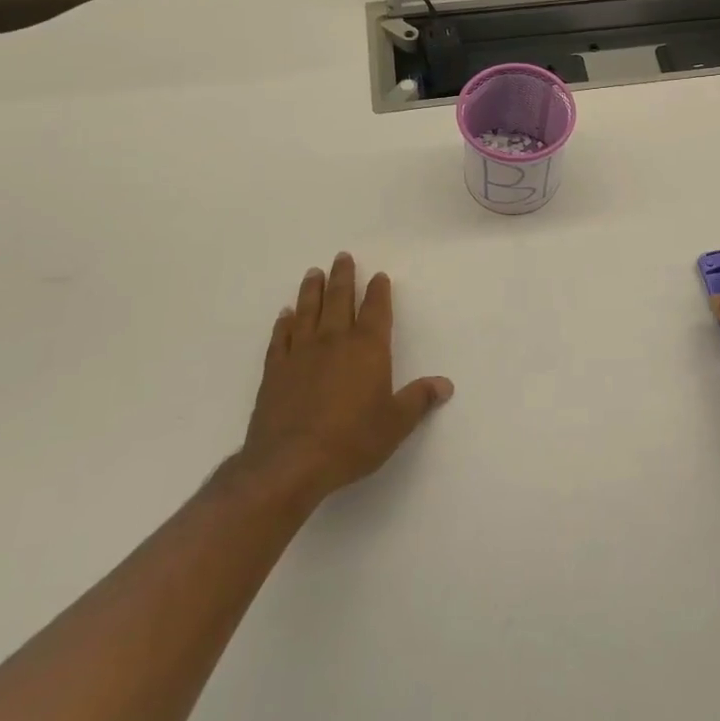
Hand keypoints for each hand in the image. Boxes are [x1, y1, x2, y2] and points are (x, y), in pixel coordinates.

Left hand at [237, 254, 453, 505]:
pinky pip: (280, 338)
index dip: (378, 291)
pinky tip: (285, 314)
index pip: (376, 310)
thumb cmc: (351, 441)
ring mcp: (301, 353)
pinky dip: (283, 323)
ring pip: (307, 311)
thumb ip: (418, 400)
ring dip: (311, 290)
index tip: (378, 276)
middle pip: (339, 300)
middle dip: (343, 277)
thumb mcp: (395, 424)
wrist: (290, 463)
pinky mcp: (275, 371)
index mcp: (367, 349)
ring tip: (313, 272)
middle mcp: (334, 341)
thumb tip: (445, 384)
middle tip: (342, 257)